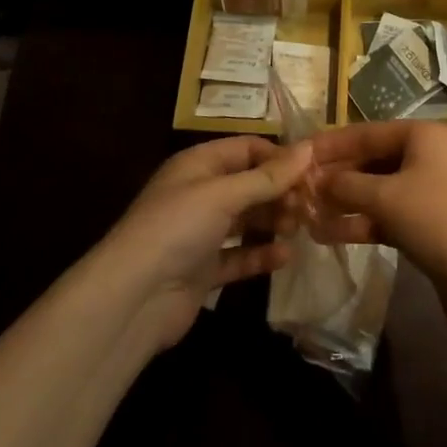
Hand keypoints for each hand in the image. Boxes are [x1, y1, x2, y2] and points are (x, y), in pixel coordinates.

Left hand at [98, 134, 310, 349]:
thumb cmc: (177, 228)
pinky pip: (240, 256)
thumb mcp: (224, 194)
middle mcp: (199, 194)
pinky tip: (286, 256)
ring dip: (274, 221)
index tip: (313, 169)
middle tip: (311, 204)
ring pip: (246, 220)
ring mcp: (200, 233)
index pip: (246, 148)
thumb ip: (268, 176)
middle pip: (249, 184)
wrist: (132, 298)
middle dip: (280, 191)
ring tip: (301, 227)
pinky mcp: (204, 270)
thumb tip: (310, 147)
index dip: (279, 156)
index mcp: (198, 165)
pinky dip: (261, 255)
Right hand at [307, 121, 446, 349]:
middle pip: (370, 160)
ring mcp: (430, 193)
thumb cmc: (438, 220)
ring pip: (377, 191)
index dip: (328, 145)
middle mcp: (427, 157)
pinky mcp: (430, 226)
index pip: (364, 132)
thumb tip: (314, 180)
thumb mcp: (386, 197)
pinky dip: (362, 223)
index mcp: (422, 136)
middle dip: (334, 177)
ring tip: (305, 216)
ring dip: (343, 203)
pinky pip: (388, 216)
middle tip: (295, 191)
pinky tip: (328, 235)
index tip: (294, 155)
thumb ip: (345, 185)